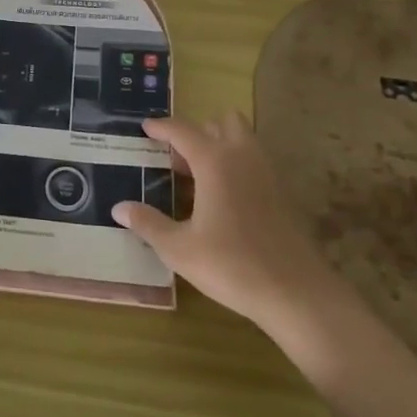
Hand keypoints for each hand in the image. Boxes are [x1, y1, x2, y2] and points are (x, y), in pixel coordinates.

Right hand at [113, 111, 350, 344]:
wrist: (297, 293)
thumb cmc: (232, 265)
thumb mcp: (180, 249)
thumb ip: (148, 224)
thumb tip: (119, 208)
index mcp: (215, 161)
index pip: (183, 131)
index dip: (161, 127)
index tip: (145, 127)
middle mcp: (242, 157)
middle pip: (221, 123)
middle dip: (198, 133)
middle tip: (176, 159)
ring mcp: (267, 173)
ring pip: (242, 140)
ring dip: (219, 146)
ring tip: (196, 177)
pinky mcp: (281, 193)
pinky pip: (253, 162)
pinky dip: (235, 166)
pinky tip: (221, 199)